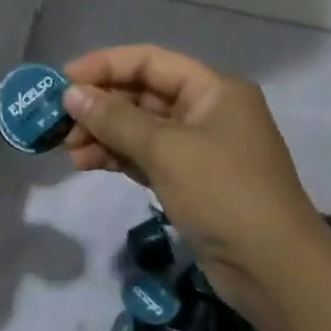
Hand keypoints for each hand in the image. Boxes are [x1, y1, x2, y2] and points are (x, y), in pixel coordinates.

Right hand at [60, 45, 330, 319]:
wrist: (273, 268)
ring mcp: (199, 148)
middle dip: (99, 106)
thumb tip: (71, 94)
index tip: (61, 81)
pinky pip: (145, 157)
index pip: (149, 61)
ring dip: (103, 134)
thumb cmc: (223, 192)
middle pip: (142, 94)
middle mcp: (207, 110)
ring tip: (67, 150)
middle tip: (57, 122)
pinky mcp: (190, 180)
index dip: (103, 66)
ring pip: (140, 128)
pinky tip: (86, 163)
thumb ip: (116, 119)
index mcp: (213, 89)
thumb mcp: (166, 150)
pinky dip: (117, 157)